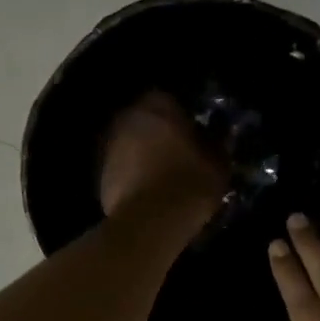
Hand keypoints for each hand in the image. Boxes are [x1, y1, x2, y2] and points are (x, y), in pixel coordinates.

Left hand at [100, 90, 228, 220]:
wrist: (152, 220)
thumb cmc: (190, 182)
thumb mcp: (219, 161)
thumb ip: (216, 142)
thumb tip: (216, 135)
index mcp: (158, 105)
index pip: (172, 100)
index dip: (184, 117)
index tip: (196, 135)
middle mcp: (128, 117)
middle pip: (147, 121)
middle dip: (161, 134)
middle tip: (180, 154)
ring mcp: (110, 145)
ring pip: (132, 144)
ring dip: (145, 155)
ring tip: (164, 176)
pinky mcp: (101, 174)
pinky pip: (123, 168)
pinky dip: (133, 176)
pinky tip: (150, 193)